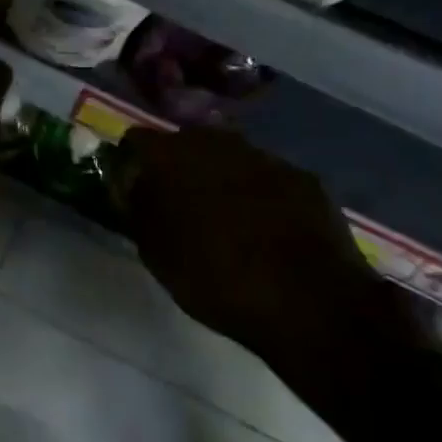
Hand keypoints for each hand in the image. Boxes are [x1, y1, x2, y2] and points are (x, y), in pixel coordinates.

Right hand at [117, 127, 427, 400]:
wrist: (310, 300)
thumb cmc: (215, 278)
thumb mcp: (155, 252)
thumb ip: (137, 210)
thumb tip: (131, 187)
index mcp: (170, 155)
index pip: (135, 141)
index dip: (131, 165)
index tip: (134, 193)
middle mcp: (213, 141)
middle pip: (185, 144)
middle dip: (179, 169)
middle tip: (179, 207)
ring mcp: (262, 155)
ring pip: (228, 158)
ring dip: (221, 180)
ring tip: (225, 221)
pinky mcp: (301, 176)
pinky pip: (267, 178)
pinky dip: (260, 195)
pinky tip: (266, 230)